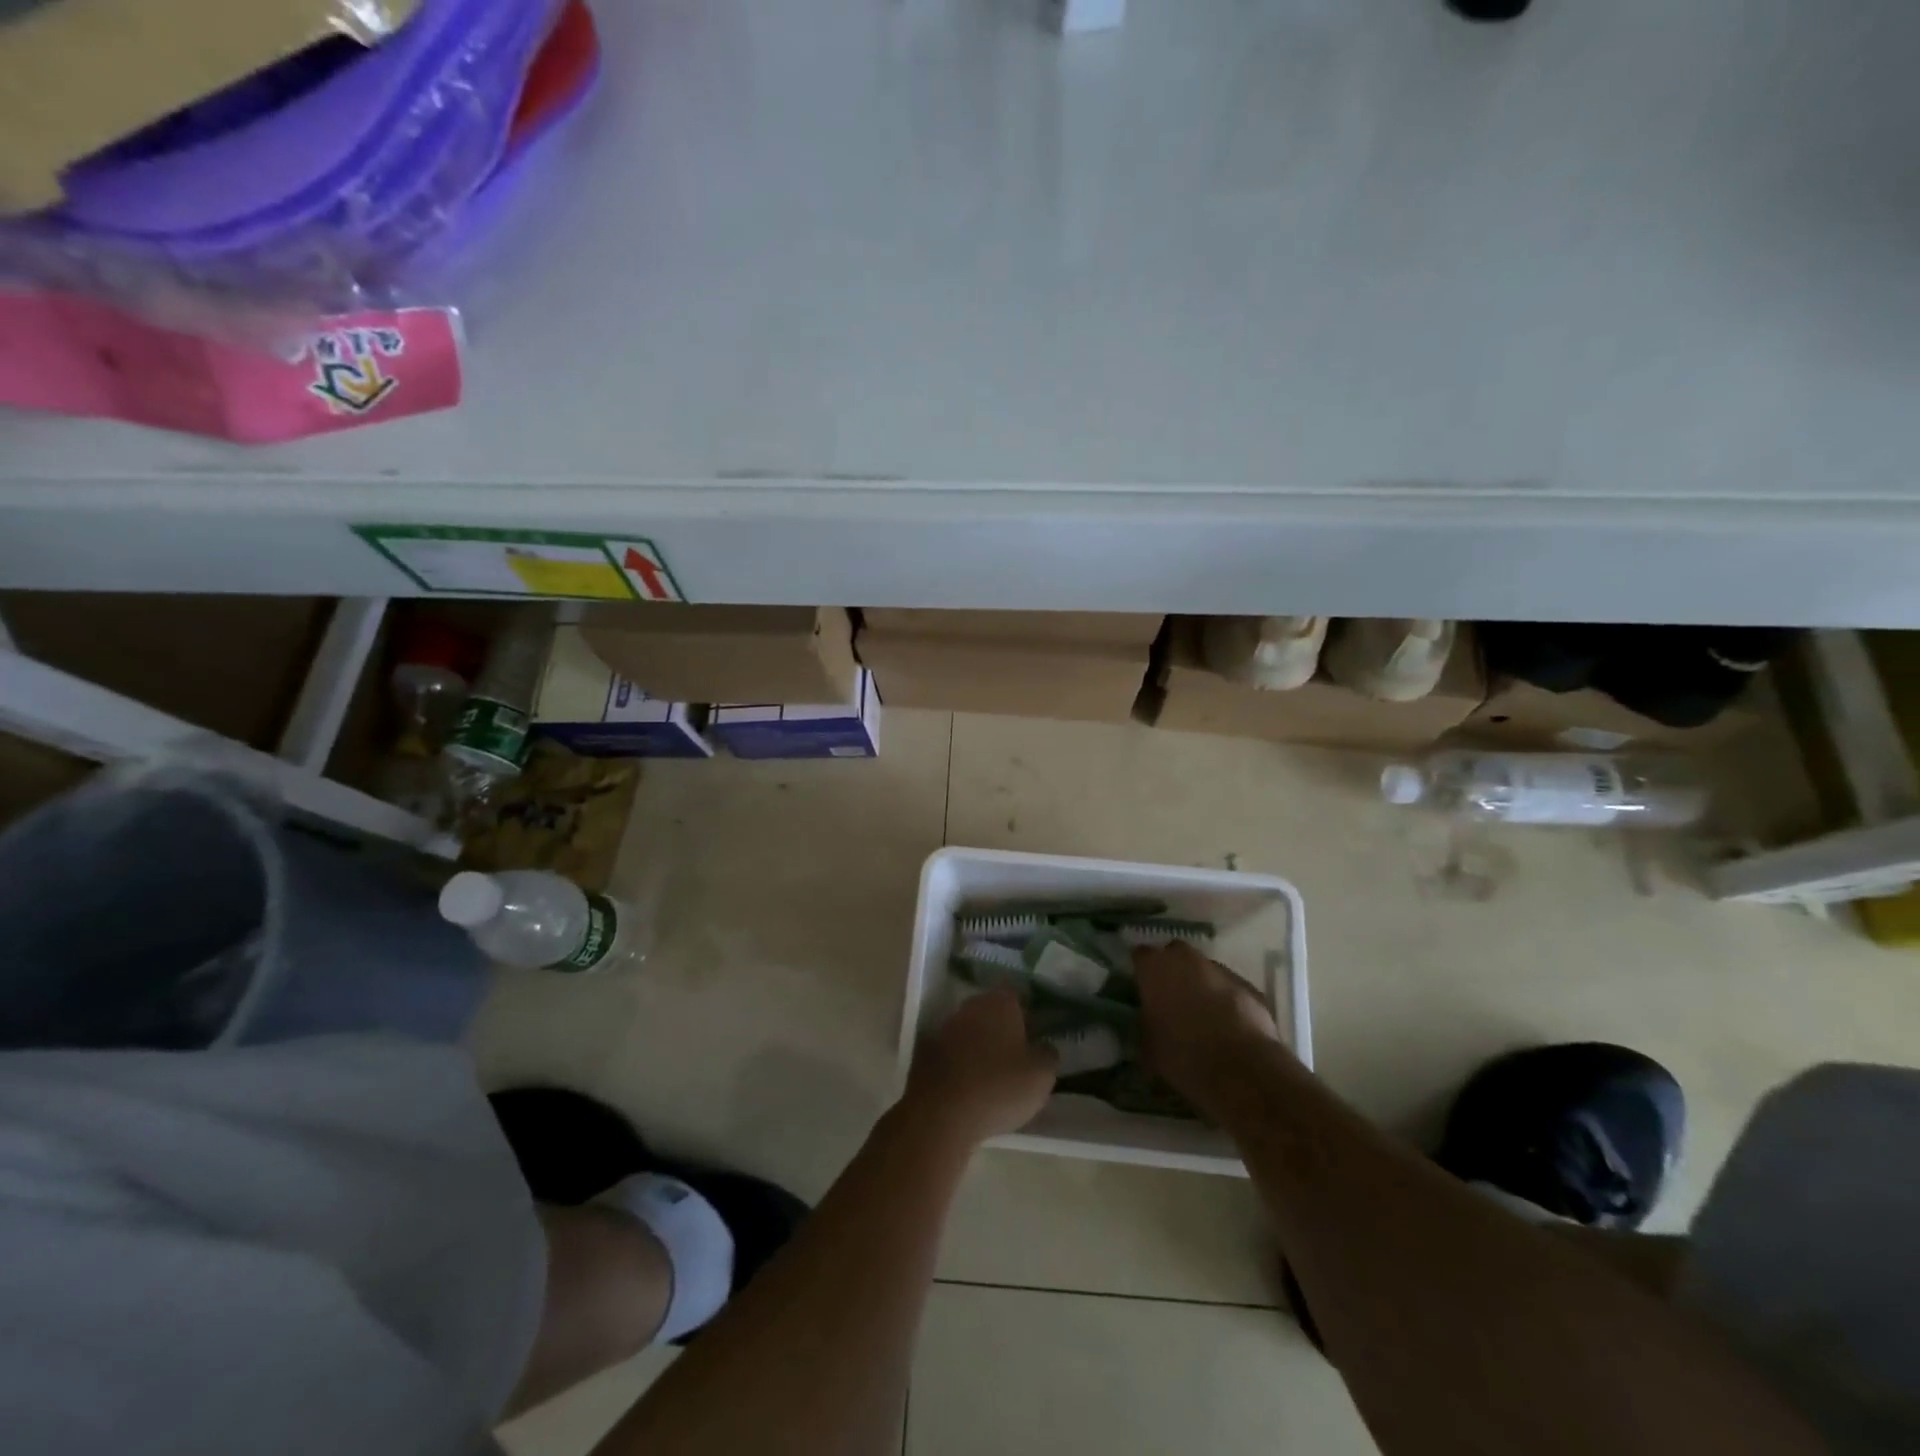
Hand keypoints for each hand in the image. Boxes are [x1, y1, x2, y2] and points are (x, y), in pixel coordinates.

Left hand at [905, 988, 1057, 1147]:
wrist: (941, 1113)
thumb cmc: (999, 1087)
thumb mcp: (1042, 1076)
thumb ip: (1048, 1054)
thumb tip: (1044, 1046)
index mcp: (1000, 1002)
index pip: (1020, 998)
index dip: (1030, 1015)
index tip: (1038, 1036)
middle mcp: (971, 1005)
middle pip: (993, 1012)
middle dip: (1005, 1029)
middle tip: (1019, 1056)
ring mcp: (946, 1026)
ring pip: (972, 1031)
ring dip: (982, 1046)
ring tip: (996, 1075)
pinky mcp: (928, 1051)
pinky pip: (954, 1052)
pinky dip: (963, 1063)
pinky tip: (972, 1086)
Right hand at [1134, 942, 1285, 1110]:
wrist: (1241, 1070)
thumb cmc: (1182, 1054)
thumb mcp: (1147, 1045)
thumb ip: (1145, 1023)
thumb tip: (1149, 1021)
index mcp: (1155, 967)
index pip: (1140, 955)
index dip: (1141, 972)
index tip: (1142, 989)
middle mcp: (1187, 959)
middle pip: (1175, 954)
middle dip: (1173, 971)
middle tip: (1171, 998)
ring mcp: (1221, 970)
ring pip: (1205, 970)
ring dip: (1201, 985)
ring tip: (1202, 1015)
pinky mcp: (1249, 987)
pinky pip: (1230, 988)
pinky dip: (1227, 1000)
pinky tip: (1228, 1026)